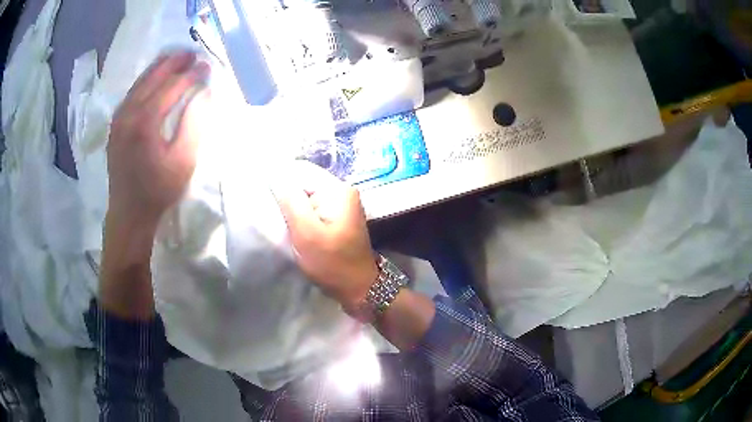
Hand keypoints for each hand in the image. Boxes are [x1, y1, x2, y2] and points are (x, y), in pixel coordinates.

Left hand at [107, 50, 210, 227]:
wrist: (129, 213)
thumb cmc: (158, 190)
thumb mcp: (183, 160)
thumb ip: (193, 122)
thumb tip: (203, 92)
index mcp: (145, 122)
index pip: (171, 87)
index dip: (191, 74)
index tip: (206, 65)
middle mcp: (128, 113)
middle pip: (153, 77)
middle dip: (173, 62)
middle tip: (191, 53)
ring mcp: (118, 118)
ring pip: (139, 83)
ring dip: (158, 68)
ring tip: (175, 58)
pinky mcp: (115, 125)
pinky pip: (131, 94)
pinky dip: (145, 81)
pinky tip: (154, 79)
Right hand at [273, 162, 377, 310]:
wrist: (359, 288)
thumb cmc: (332, 263)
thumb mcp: (306, 233)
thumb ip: (290, 200)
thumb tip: (274, 173)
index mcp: (337, 189)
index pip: (301, 170)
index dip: (279, 180)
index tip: (264, 197)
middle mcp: (342, 190)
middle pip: (304, 181)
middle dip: (285, 195)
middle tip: (272, 213)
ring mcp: (341, 204)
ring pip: (306, 195)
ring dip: (292, 206)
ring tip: (280, 221)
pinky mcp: (337, 216)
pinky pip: (313, 207)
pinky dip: (300, 214)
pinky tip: (292, 226)